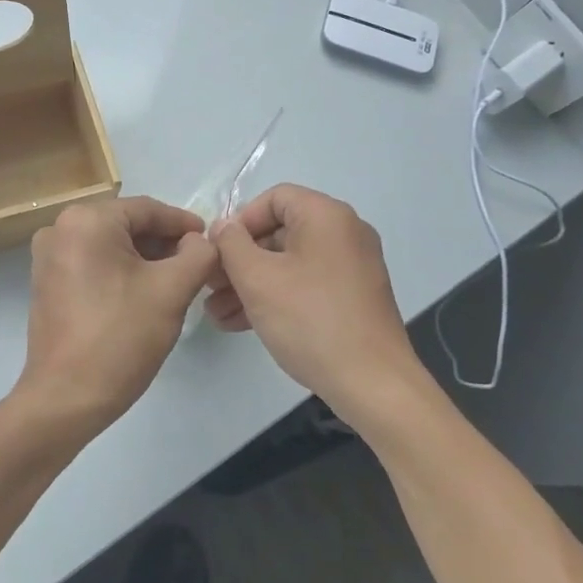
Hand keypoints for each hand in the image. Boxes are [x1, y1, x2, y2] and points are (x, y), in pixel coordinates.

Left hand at [13, 196, 219, 440]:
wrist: (66, 398)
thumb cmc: (121, 337)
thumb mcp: (172, 291)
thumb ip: (197, 254)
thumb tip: (199, 241)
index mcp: (86, 220)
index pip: (147, 210)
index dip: (184, 224)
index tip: (211, 241)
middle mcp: (60, 228)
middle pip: (127, 225)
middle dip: (164, 243)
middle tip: (197, 265)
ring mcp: (48, 256)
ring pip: (110, 245)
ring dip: (144, 259)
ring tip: (177, 281)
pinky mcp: (46, 282)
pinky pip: (92, 263)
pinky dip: (120, 271)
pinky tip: (144, 293)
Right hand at [206, 184, 434, 428]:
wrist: (372, 383)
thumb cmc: (310, 320)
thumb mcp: (257, 279)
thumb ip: (231, 244)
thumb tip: (223, 227)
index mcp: (326, 216)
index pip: (273, 198)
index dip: (239, 221)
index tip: (217, 253)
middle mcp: (344, 233)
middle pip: (279, 232)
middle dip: (239, 260)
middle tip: (209, 286)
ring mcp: (352, 266)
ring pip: (289, 263)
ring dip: (250, 283)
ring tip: (216, 312)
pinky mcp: (353, 297)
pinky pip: (305, 284)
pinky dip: (275, 296)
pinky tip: (242, 323)